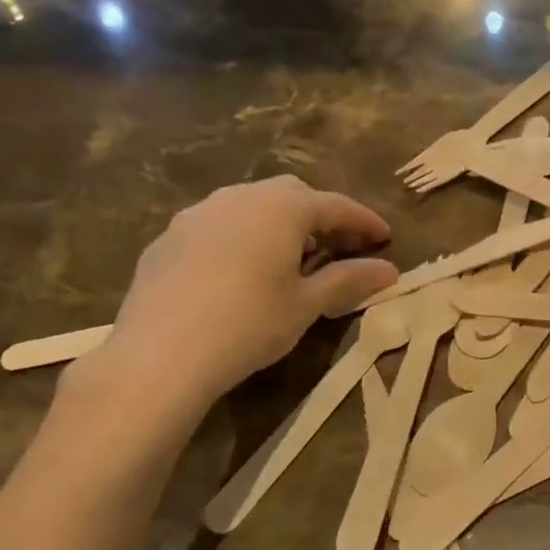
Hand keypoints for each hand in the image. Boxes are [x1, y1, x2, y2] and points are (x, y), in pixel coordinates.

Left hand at [87, 177, 397, 422]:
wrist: (160, 354)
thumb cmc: (249, 324)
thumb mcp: (306, 305)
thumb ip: (349, 281)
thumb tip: (390, 271)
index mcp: (282, 208)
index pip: (336, 206)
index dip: (364, 221)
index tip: (385, 238)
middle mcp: (240, 197)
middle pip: (292, 195)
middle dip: (320, 216)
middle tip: (338, 248)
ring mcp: (198, 213)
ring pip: (250, 206)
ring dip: (278, 224)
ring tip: (289, 258)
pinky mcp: (168, 237)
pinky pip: (217, 226)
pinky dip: (241, 238)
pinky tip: (240, 272)